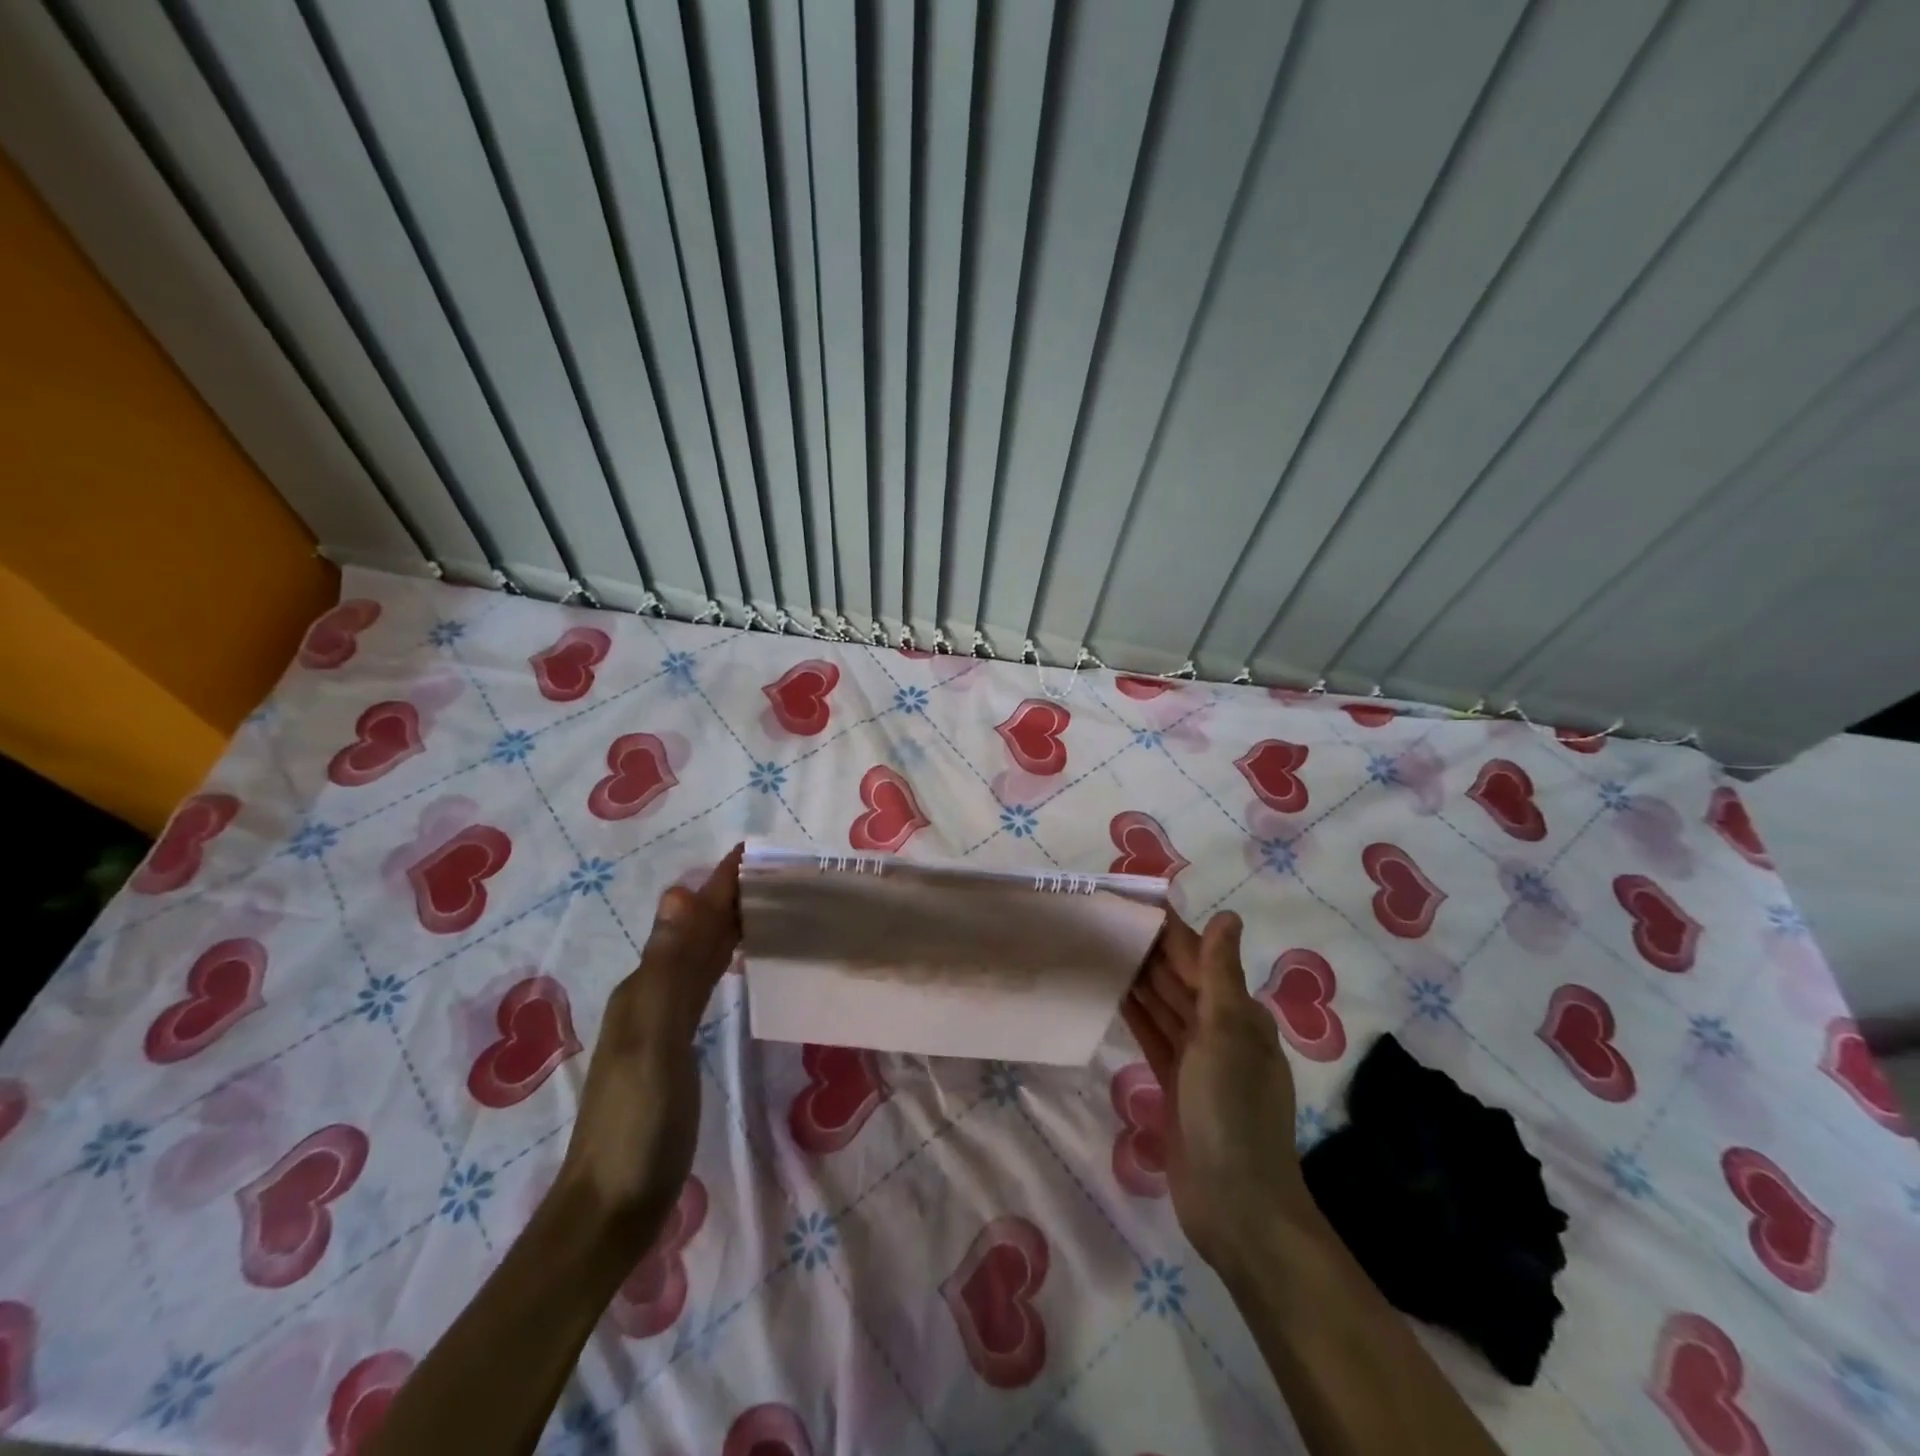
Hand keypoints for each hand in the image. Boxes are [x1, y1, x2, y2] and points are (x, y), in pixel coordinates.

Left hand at [554, 845, 741, 1251]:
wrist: (609, 1210)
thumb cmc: (637, 1125)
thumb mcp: (653, 1043)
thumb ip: (667, 971)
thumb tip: (678, 894)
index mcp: (645, 987)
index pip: (690, 920)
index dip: (719, 885)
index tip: (754, 852)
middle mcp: (649, 995)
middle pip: (694, 933)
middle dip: (727, 898)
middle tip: (773, 874)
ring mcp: (659, 1026)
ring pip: (698, 958)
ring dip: (725, 926)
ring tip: (762, 905)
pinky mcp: (674, 1051)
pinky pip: (702, 987)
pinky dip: (721, 963)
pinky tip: (733, 965)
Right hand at [1122, 909, 1307, 1269]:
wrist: (1236, 1207)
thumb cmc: (1232, 1111)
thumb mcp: (1227, 1035)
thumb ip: (1220, 974)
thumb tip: (1228, 916)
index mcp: (1238, 1014)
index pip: (1200, 958)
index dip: (1170, 931)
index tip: (1134, 902)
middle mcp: (1220, 1030)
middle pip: (1180, 979)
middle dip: (1149, 950)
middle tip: (1104, 920)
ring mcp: (1197, 1060)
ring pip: (1164, 1006)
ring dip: (1139, 979)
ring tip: (1101, 948)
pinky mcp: (1175, 1084)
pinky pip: (1153, 1037)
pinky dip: (1136, 1014)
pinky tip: (1113, 994)